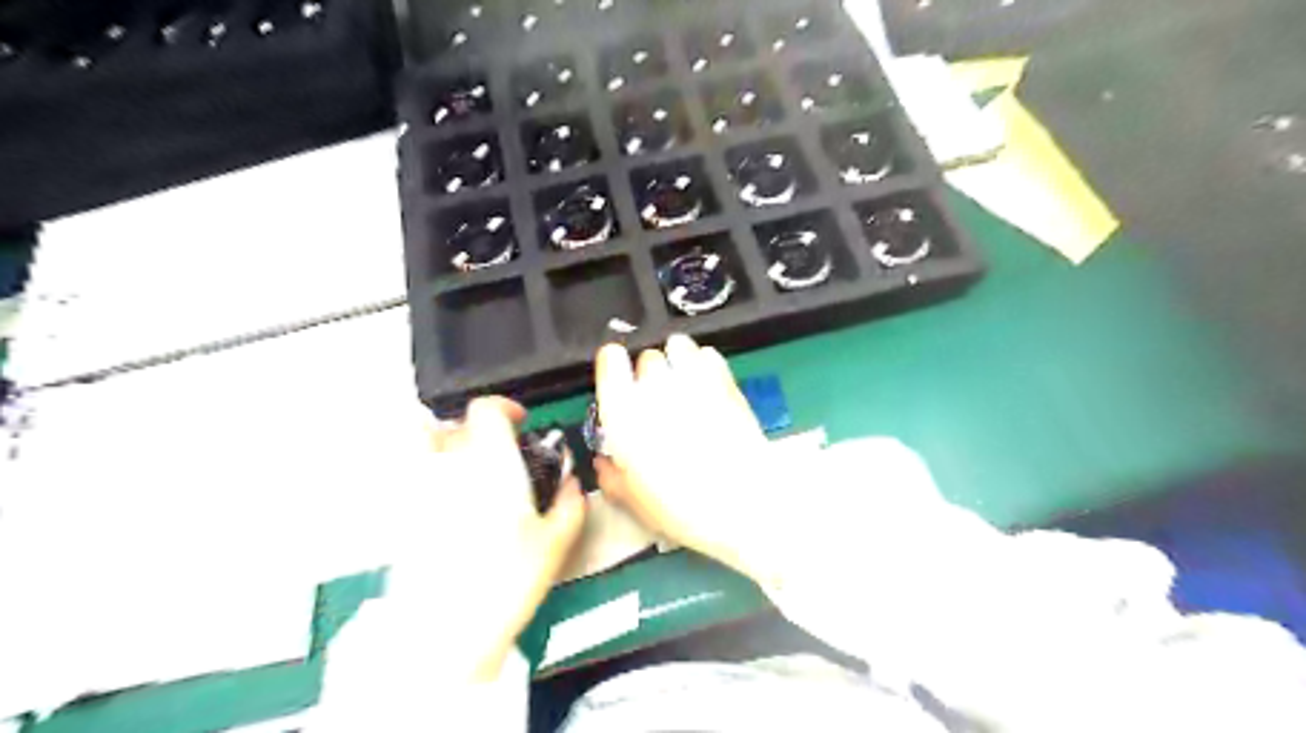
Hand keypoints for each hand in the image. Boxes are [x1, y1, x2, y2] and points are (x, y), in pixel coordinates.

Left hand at [317, 400, 583, 691]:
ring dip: (445, 441)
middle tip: (499, 450)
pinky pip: (410, 473)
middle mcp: (450, 464)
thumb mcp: (556, 542)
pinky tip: (447, 498)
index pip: (486, 409)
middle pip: (454, 421)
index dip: (505, 407)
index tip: (519, 421)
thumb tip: (572, 483)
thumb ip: (571, 503)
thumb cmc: (505, 581)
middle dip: (478, 428)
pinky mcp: (401, 513)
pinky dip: (427, 471)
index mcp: (490, 462)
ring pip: (423, 442)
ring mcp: (418, 487)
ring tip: (466, 464)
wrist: (447, 630)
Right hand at [593, 335, 773, 580]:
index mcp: (623, 410)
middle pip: (647, 357)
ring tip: (683, 384)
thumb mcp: (632, 499)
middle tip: (657, 401)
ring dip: (677, 360)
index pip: (609, 358)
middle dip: (649, 375)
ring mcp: (693, 378)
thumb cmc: (679, 507)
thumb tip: (604, 460)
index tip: (618, 381)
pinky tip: (708, 385)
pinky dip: (704, 364)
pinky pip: (708, 354)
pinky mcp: (726, 380)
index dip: (613, 367)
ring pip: (678, 345)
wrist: (741, 504)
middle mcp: (655, 385)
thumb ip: (610, 475)